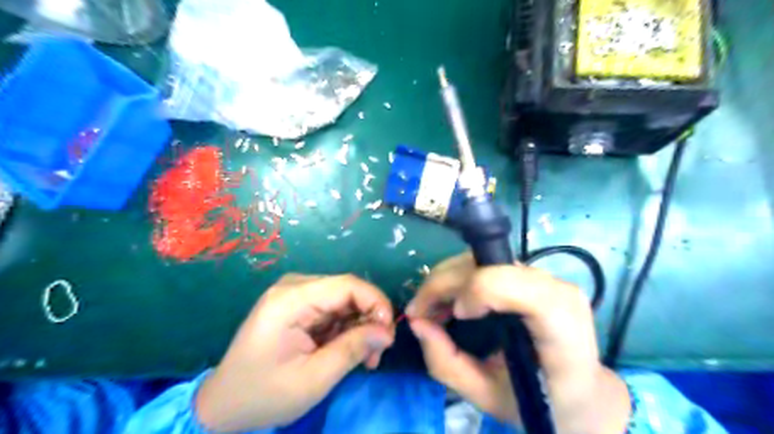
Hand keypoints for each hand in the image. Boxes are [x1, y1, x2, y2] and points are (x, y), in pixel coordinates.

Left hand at [197, 274, 395, 431]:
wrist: (223, 404)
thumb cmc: (264, 395)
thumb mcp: (314, 379)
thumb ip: (353, 349)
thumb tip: (388, 331)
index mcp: (291, 299)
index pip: (347, 285)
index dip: (376, 303)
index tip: (389, 333)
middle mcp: (293, 287)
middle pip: (347, 290)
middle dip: (369, 319)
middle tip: (377, 354)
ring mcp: (294, 293)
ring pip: (344, 300)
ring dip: (360, 326)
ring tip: (364, 358)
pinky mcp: (297, 304)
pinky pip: (333, 308)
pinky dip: (346, 328)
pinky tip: (348, 350)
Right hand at [405, 254, 627, 433]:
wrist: (582, 391)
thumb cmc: (541, 402)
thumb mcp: (488, 396)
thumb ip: (447, 363)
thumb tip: (416, 322)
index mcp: (560, 328)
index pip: (518, 286)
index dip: (478, 290)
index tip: (456, 316)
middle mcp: (556, 289)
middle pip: (487, 265)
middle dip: (443, 284)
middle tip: (419, 312)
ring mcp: (544, 276)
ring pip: (480, 257)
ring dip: (446, 279)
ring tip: (431, 307)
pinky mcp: (530, 273)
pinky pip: (484, 262)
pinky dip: (458, 277)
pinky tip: (449, 300)